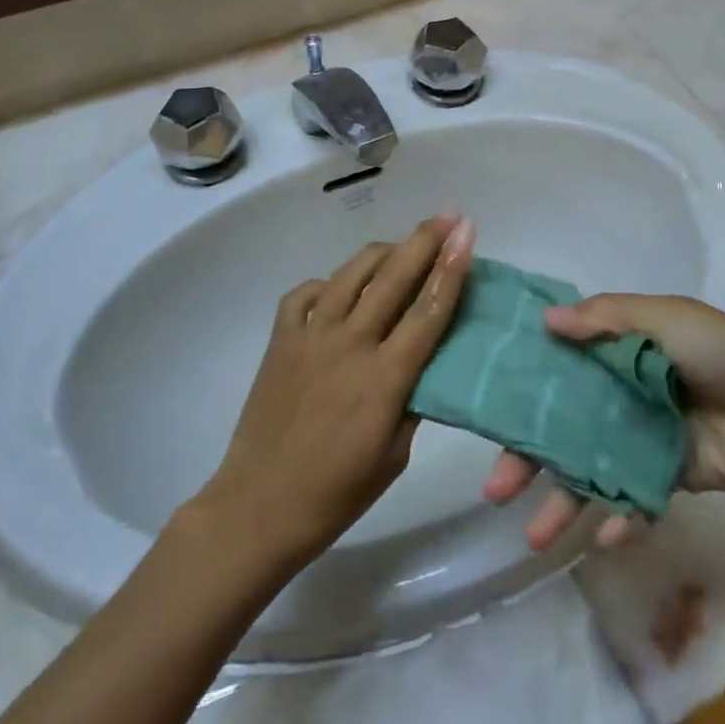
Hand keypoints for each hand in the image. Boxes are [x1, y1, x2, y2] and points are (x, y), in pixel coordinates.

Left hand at [193, 215, 474, 573]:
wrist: (258, 506)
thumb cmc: (335, 493)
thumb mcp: (394, 456)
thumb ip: (413, 400)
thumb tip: (426, 363)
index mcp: (385, 377)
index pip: (428, 310)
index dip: (452, 267)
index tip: (466, 232)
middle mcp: (350, 343)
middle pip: (394, 277)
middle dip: (425, 240)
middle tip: (447, 216)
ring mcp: (310, 336)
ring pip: (351, 274)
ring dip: (382, 252)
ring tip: (401, 246)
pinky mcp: (280, 339)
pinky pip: (306, 293)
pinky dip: (328, 283)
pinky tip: (339, 289)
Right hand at [482, 294, 724, 549]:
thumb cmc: (717, 350)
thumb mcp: (661, 317)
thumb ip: (602, 318)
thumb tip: (544, 321)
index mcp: (614, 351)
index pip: (555, 370)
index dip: (522, 389)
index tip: (486, 409)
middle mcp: (617, 395)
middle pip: (560, 428)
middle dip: (526, 458)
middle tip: (495, 488)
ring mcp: (637, 440)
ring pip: (586, 471)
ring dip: (561, 503)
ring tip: (535, 537)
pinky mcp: (664, 478)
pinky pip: (630, 499)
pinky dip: (617, 518)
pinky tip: (606, 535)